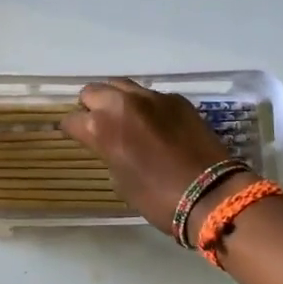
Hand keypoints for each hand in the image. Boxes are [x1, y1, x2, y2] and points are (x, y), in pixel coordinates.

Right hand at [58, 79, 233, 233]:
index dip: (72, 130)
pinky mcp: (177, 99)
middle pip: (93, 91)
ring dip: (117, 100)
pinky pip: (152, 95)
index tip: (76, 137)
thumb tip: (109, 144)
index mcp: (101, 128)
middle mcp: (122, 104)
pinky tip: (155, 125)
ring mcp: (152, 97)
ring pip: (122, 85)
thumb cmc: (158, 198)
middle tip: (99, 124)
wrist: (211, 194)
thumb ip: (108, 152)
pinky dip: (146, 106)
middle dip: (91, 106)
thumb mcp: (120, 179)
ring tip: (125, 119)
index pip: (72, 120)